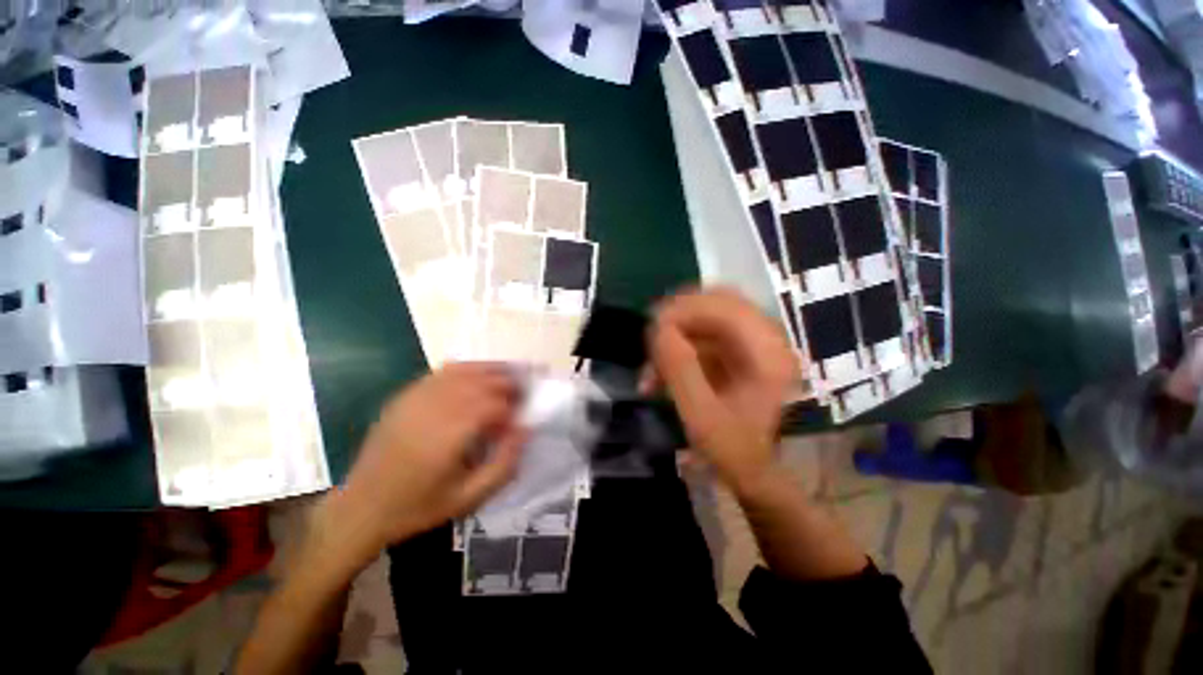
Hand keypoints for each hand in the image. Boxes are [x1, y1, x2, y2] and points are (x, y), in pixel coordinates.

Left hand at [326, 363, 526, 562]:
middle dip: (509, 382)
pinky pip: (442, 372)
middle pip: (481, 382)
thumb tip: (525, 429)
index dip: (514, 406)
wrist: (362, 507)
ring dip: (492, 369)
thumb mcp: (468, 499)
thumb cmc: (418, 507)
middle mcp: (433, 411)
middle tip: (525, 390)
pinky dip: (467, 368)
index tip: (524, 414)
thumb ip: (503, 465)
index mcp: (448, 438)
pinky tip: (479, 373)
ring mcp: (416, 399)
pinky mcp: (405, 396)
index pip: (493, 405)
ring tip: (511, 373)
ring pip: (464, 371)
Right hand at [645, 288, 797, 492]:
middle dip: (676, 319)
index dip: (683, 311)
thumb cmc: (736, 452)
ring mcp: (752, 344)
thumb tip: (659, 330)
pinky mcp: (738, 352)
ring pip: (707, 319)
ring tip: (650, 369)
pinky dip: (678, 349)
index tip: (651, 332)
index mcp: (768, 353)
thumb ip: (681, 371)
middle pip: (716, 304)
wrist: (756, 474)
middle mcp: (766, 339)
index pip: (724, 306)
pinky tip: (659, 374)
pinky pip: (703, 337)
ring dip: (674, 337)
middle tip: (649, 341)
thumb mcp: (703, 417)